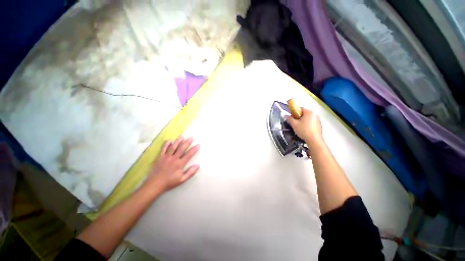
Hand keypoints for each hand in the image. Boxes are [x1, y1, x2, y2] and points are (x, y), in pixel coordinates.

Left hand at [145, 136, 199, 192]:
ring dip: (178, 141)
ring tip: (182, 136)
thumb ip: (190, 172)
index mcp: (179, 164)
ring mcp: (166, 157)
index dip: (194, 149)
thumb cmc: (169, 182)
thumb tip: (198, 165)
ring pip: (173, 147)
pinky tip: (169, 140)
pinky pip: (163, 149)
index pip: (189, 155)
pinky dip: (166, 144)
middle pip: (181, 148)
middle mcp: (173, 158)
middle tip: (191, 137)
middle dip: (187, 142)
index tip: (198, 145)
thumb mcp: (182, 179)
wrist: (154, 184)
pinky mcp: (159, 157)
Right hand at [286, 108, 322, 143]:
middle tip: (294, 123)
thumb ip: (289, 119)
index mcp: (309, 112)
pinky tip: (304, 130)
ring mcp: (318, 120)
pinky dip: (307, 125)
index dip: (294, 112)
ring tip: (299, 128)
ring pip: (307, 118)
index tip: (291, 117)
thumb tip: (286, 116)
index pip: (299, 108)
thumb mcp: (294, 124)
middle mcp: (315, 114)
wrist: (314, 140)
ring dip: (302, 121)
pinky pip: (311, 123)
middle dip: (298, 117)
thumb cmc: (304, 131)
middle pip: (304, 113)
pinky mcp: (319, 125)